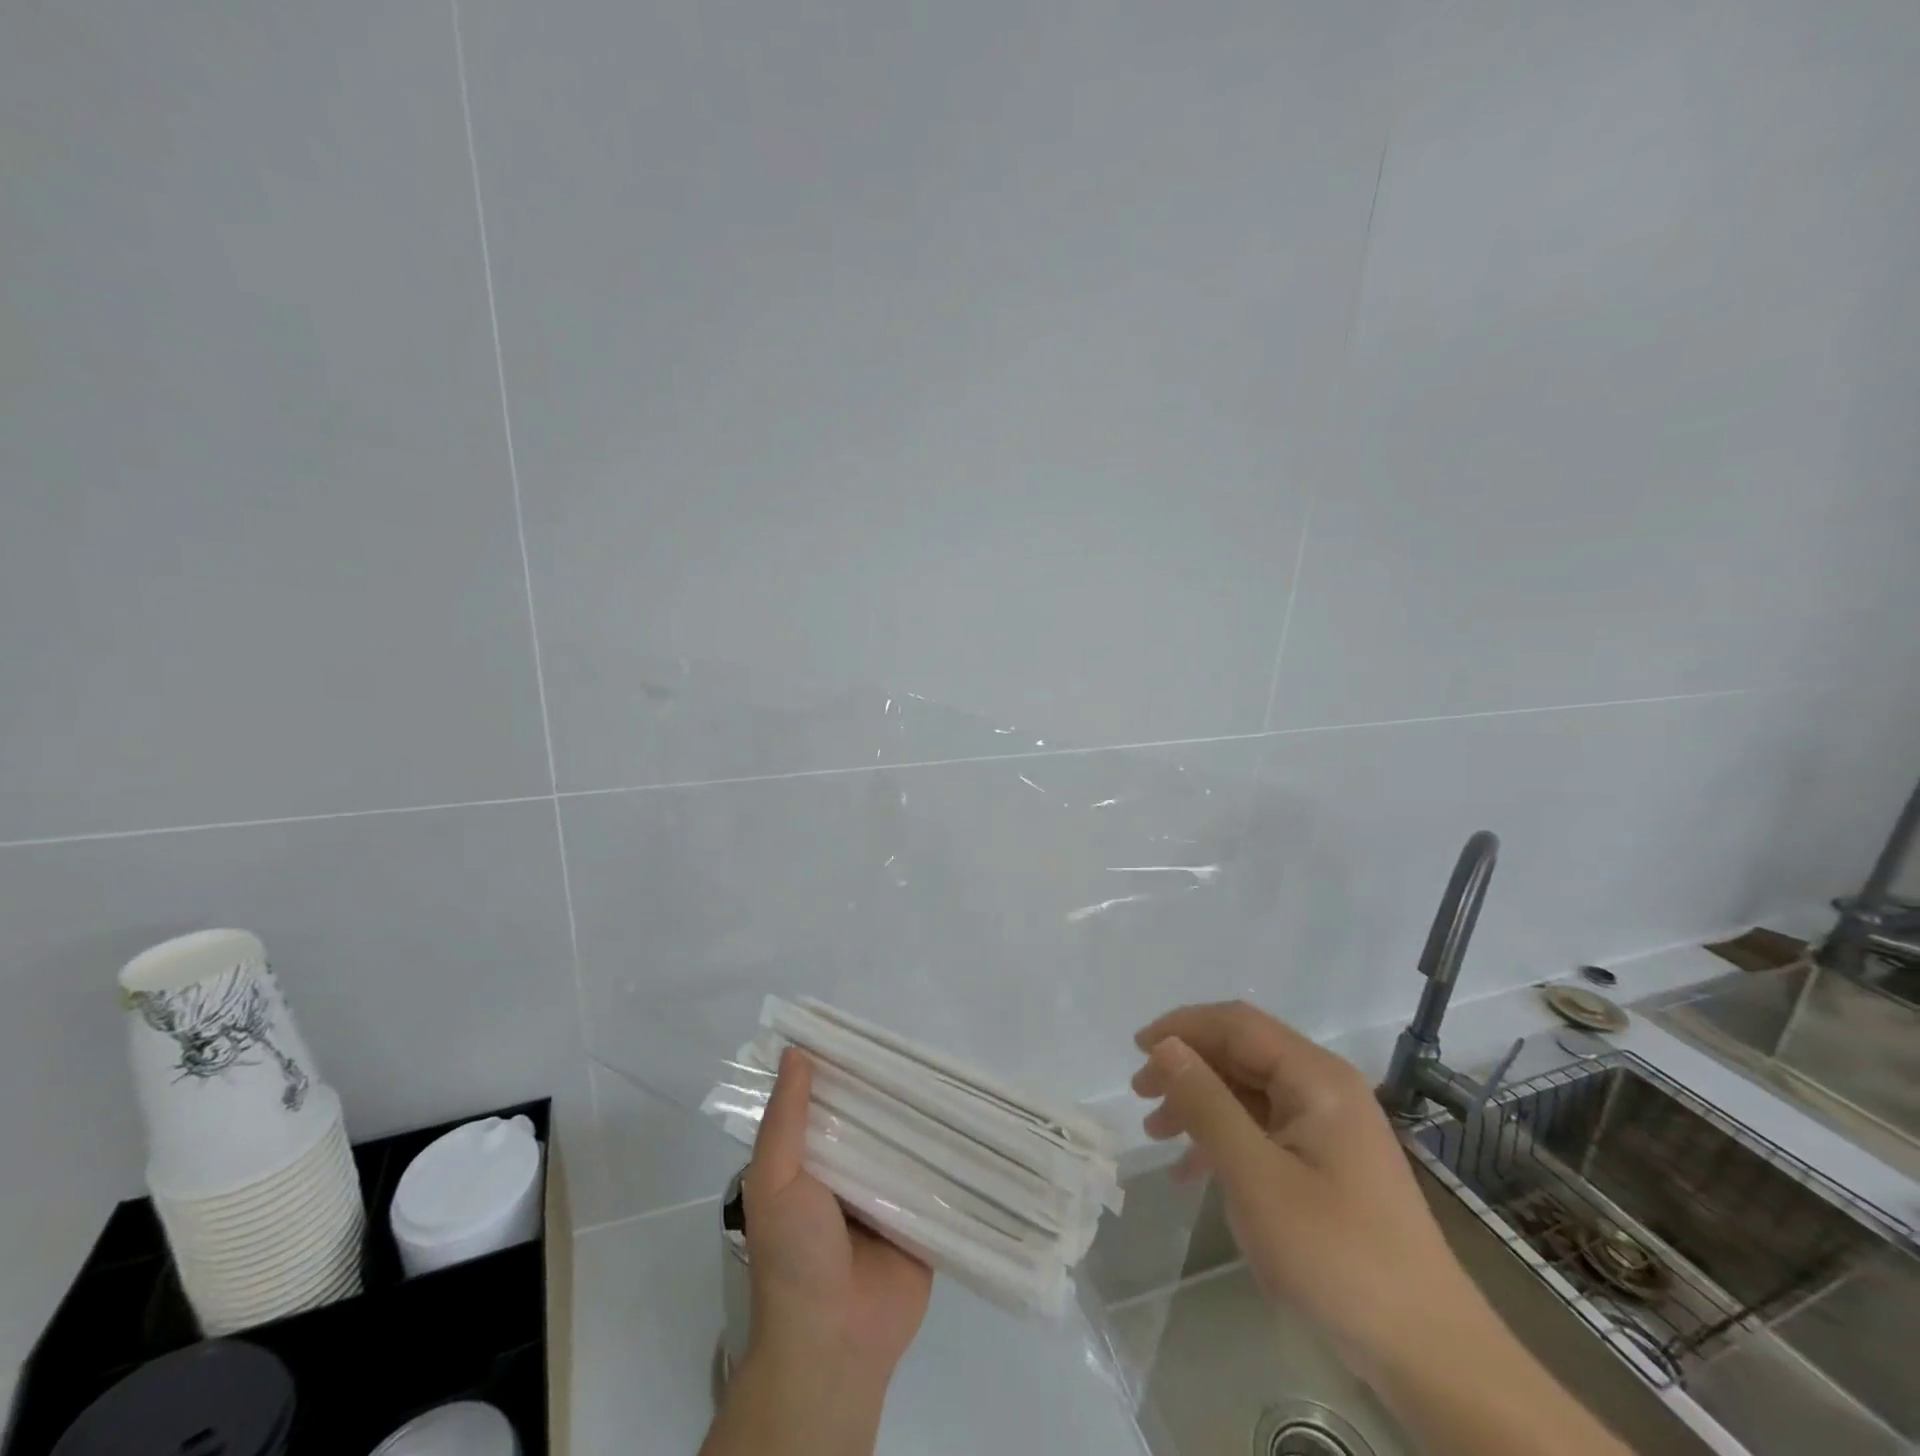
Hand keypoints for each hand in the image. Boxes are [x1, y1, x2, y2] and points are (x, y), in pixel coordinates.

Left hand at [742, 1047, 931, 1394]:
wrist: (834, 1343)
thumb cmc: (793, 1255)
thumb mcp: (774, 1180)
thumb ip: (785, 1120)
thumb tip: (796, 1051)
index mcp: (814, 1158)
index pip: (831, 1099)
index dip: (845, 1066)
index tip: (868, 1027)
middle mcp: (852, 1169)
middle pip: (874, 1116)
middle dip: (891, 1086)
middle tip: (921, 1045)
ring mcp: (889, 1192)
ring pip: (909, 1140)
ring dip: (925, 1115)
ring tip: (954, 1071)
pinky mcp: (923, 1216)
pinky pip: (938, 1176)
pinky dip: (951, 1152)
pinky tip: (976, 1119)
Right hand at [1130, 1002, 1479, 1371]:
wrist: (1427, 1350)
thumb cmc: (1335, 1253)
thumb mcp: (1255, 1175)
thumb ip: (1206, 1103)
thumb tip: (1166, 1046)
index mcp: (1315, 1076)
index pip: (1236, 1024)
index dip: (1182, 1027)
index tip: (1136, 1049)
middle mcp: (1325, 1087)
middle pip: (1242, 1052)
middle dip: (1187, 1067)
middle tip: (1141, 1095)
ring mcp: (1329, 1124)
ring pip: (1249, 1090)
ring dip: (1200, 1103)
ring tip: (1157, 1132)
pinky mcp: (1329, 1160)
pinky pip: (1264, 1127)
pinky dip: (1225, 1137)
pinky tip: (1193, 1169)